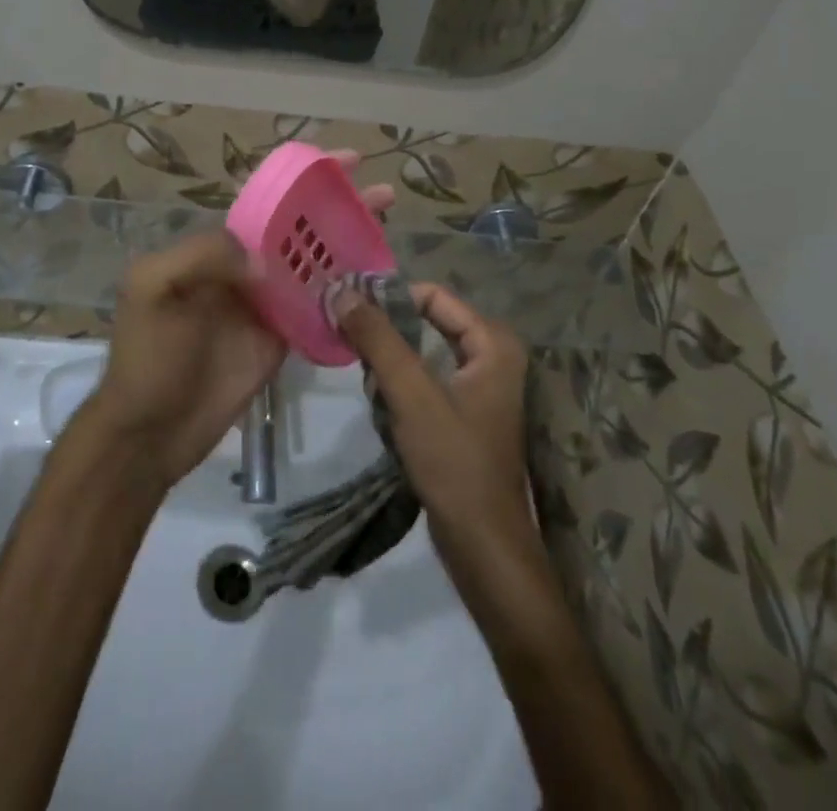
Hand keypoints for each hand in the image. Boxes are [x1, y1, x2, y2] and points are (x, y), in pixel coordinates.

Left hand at [89, 153, 395, 489]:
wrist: (153, 429)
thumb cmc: (149, 354)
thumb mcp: (155, 287)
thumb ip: (204, 255)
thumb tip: (264, 260)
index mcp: (216, 246)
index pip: (268, 202)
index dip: (304, 181)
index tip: (345, 162)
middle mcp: (247, 267)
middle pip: (301, 229)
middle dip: (340, 207)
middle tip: (385, 194)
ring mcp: (268, 304)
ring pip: (317, 265)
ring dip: (351, 245)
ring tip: (389, 229)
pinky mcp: (283, 339)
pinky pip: (320, 310)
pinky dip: (347, 296)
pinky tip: (377, 283)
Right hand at [333, 284, 537, 574]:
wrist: (483, 545)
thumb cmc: (454, 462)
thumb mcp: (411, 394)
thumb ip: (378, 339)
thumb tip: (343, 291)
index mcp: (493, 342)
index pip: (433, 296)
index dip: (390, 297)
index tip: (348, 307)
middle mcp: (492, 355)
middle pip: (427, 322)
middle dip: (388, 334)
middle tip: (349, 341)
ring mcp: (479, 386)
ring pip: (422, 352)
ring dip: (390, 363)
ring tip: (369, 383)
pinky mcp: (464, 413)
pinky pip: (425, 380)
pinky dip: (400, 386)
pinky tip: (382, 405)